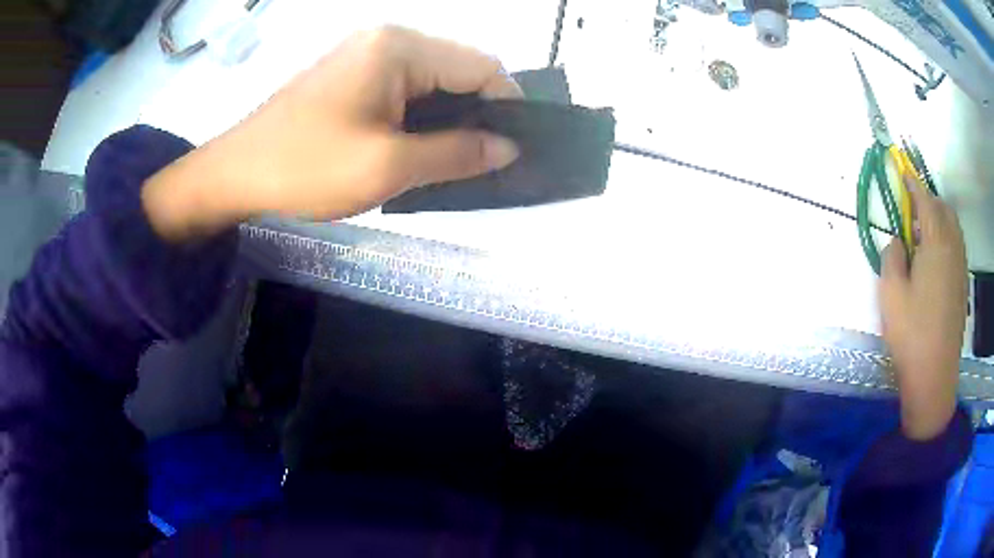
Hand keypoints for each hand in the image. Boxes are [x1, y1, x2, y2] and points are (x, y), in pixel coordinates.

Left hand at [143, 26, 521, 239]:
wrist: (235, 174)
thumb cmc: (306, 167)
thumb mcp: (388, 166)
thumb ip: (457, 154)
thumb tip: (508, 148)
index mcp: (399, 48)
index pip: (482, 66)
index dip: (507, 107)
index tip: (513, 151)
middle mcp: (387, 40)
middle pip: (457, 71)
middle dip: (476, 116)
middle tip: (482, 164)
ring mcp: (365, 55)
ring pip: (432, 83)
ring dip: (447, 120)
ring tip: (451, 162)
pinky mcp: (351, 75)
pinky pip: (403, 90)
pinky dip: (419, 118)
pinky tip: (417, 149)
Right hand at [879, 176, 967, 439]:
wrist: (934, 377)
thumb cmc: (911, 334)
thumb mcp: (890, 294)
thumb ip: (892, 257)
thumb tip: (897, 241)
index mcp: (936, 244)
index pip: (926, 201)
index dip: (913, 184)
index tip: (903, 171)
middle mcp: (953, 249)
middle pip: (944, 211)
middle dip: (929, 201)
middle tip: (912, 211)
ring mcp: (960, 269)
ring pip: (953, 229)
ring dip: (939, 221)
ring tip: (923, 236)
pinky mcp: (962, 287)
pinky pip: (957, 248)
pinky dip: (947, 240)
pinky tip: (935, 261)